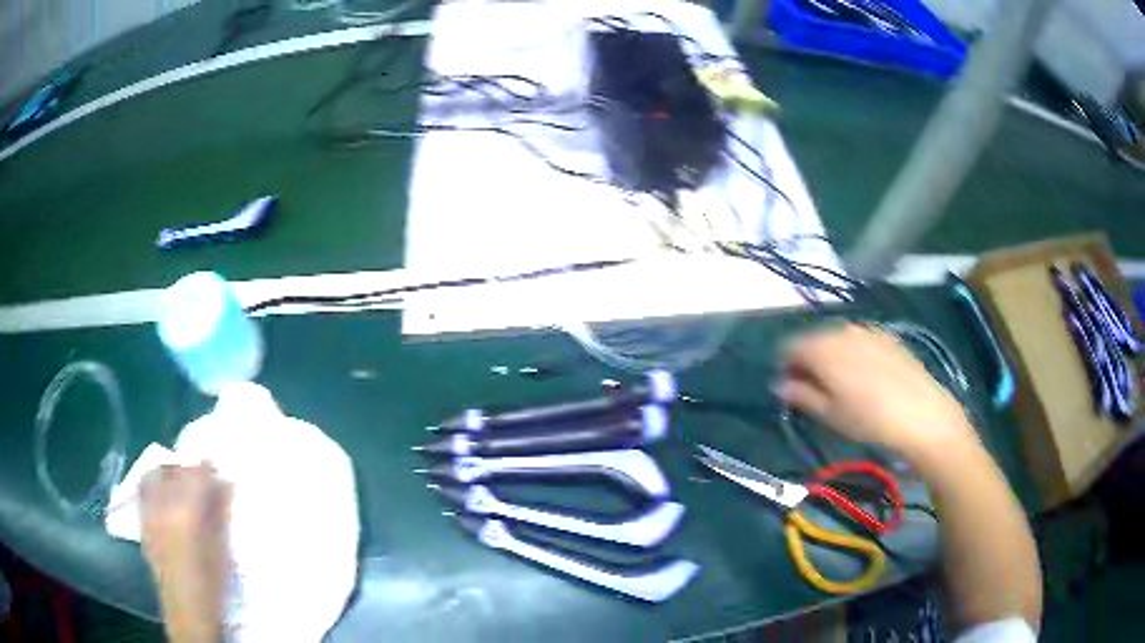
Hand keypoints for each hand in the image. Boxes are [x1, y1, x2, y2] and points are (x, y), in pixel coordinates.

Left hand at [140, 463, 230, 642]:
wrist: (187, 614)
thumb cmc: (211, 587)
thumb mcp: (222, 553)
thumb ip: (221, 515)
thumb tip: (226, 485)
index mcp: (187, 515)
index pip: (195, 475)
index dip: (206, 466)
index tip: (215, 466)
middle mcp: (163, 508)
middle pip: (172, 470)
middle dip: (187, 468)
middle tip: (201, 478)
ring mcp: (149, 515)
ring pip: (153, 475)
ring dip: (167, 472)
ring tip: (180, 483)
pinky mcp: (142, 524)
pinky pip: (142, 491)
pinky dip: (152, 483)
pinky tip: (163, 496)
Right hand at [774, 324, 976, 460]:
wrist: (921, 413)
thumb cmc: (868, 419)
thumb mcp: (829, 414)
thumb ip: (800, 395)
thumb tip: (779, 384)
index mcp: (822, 348)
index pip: (789, 346)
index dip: (785, 366)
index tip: (790, 388)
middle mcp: (841, 331)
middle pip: (814, 339)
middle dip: (808, 360)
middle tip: (815, 389)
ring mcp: (867, 331)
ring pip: (837, 338)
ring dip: (831, 356)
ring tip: (842, 384)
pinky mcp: (887, 336)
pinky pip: (860, 340)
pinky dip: (854, 353)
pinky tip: (866, 377)